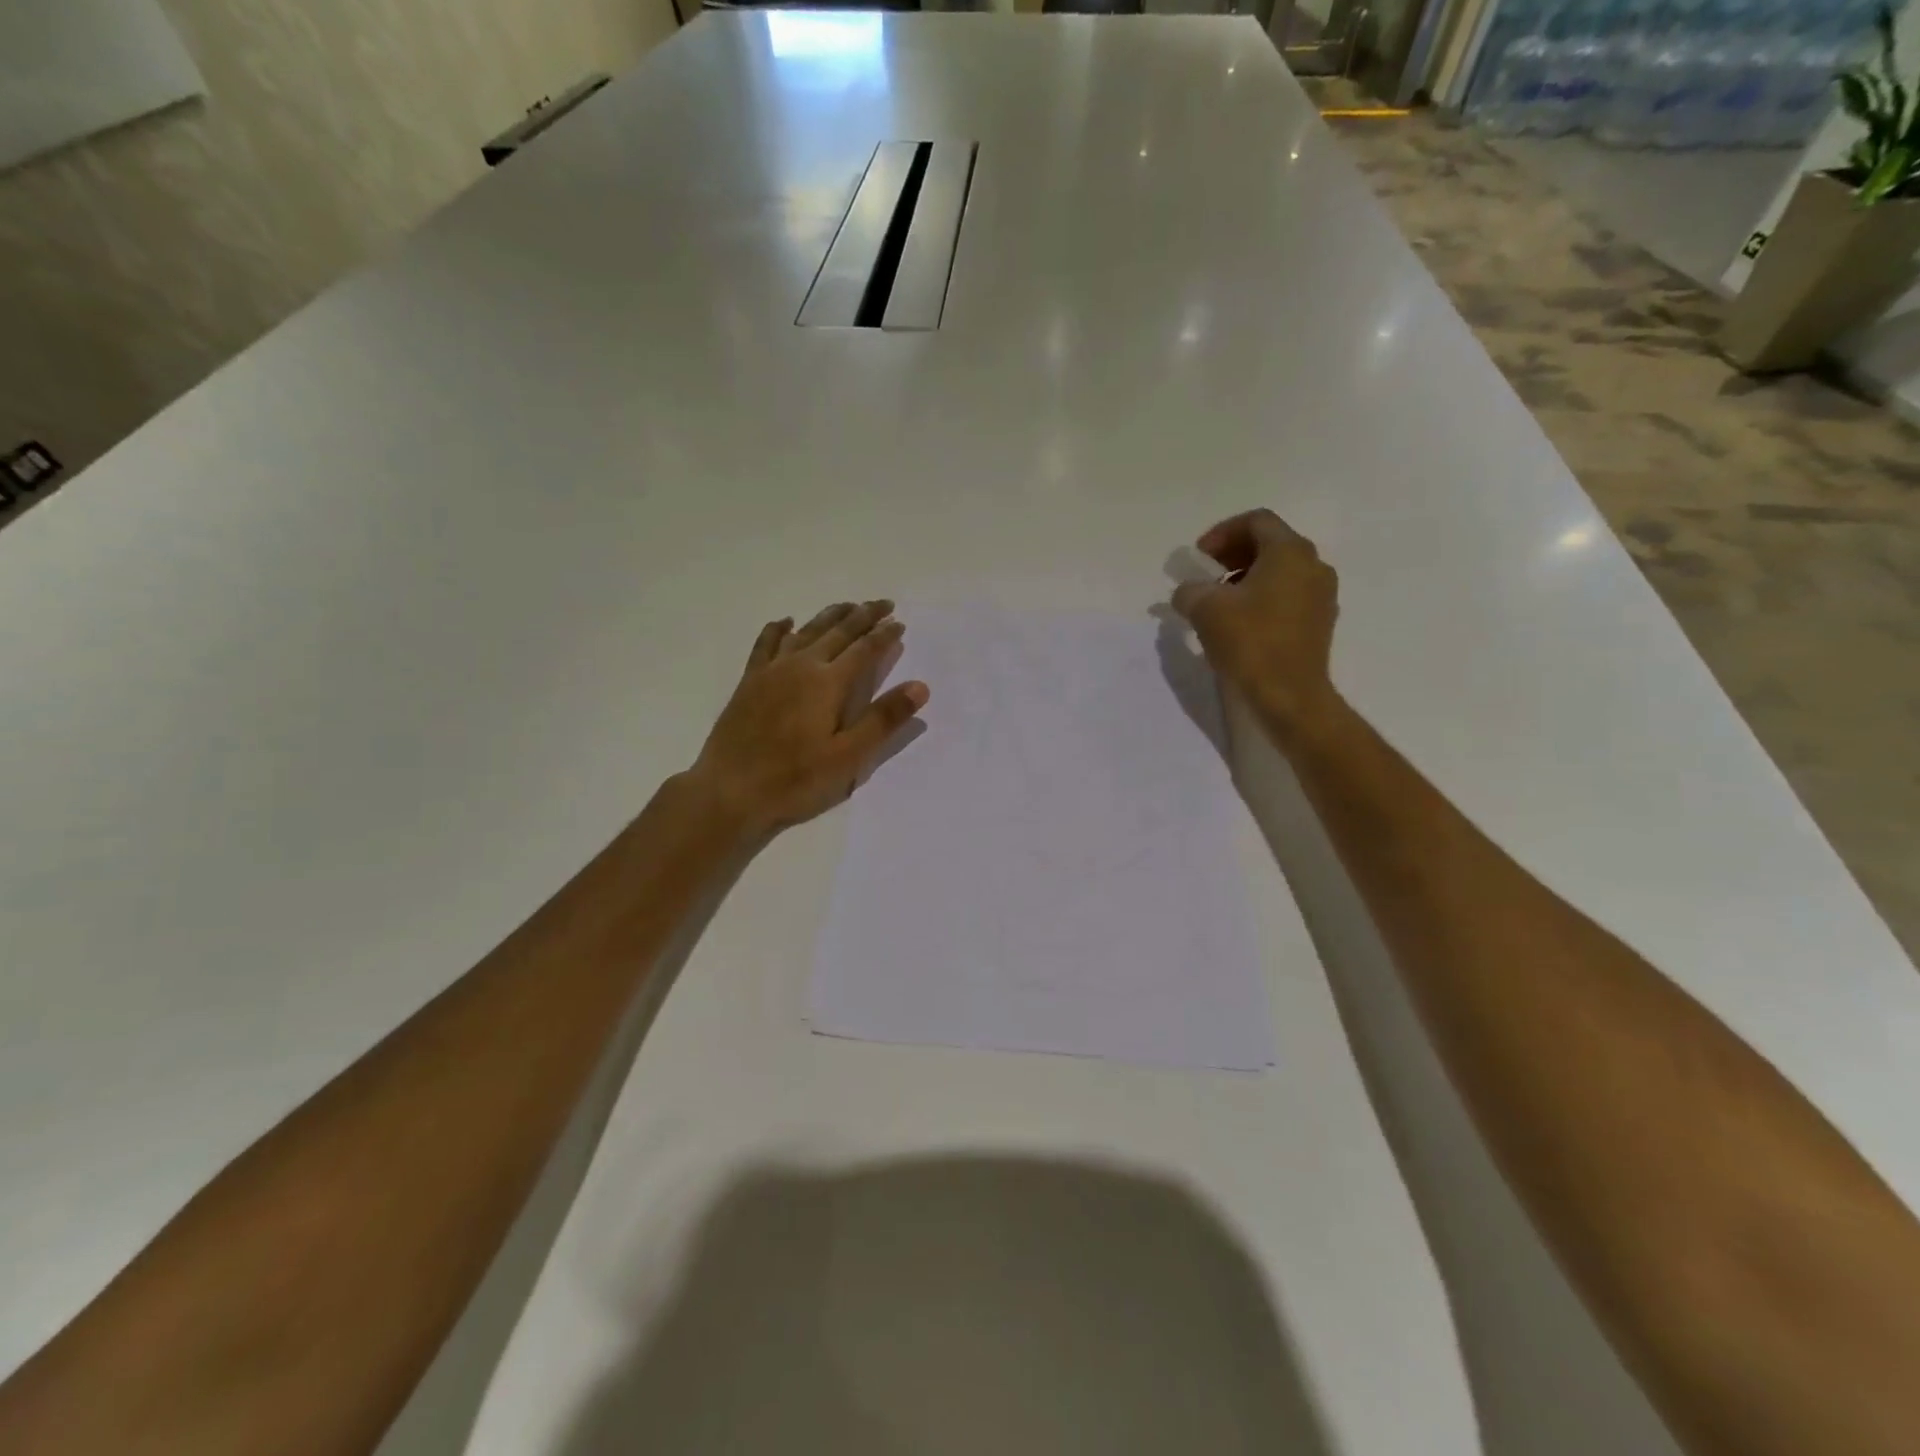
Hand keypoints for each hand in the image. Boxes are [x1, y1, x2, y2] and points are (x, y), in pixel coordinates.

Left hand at [688, 600, 929, 835]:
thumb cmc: (794, 779)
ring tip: (847, 606)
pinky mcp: (750, 681)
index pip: (865, 650)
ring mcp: (771, 671)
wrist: (729, 790)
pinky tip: (787, 622)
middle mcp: (801, 666)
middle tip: (883, 604)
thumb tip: (919, 686)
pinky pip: (766, 643)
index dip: (885, 635)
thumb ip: (883, 719)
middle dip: (863, 616)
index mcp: (828, 684)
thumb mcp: (848, 757)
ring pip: (806, 631)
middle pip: (837, 632)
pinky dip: (780, 629)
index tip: (900, 623)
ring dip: (829, 616)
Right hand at [1171, 509, 1340, 741]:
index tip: (1198, 557)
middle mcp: (1313, 565)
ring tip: (1219, 601)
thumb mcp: (1206, 610)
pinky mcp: (1319, 622)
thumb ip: (1190, 590)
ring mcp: (1322, 595)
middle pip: (1270, 543)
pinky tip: (1240, 622)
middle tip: (1205, 574)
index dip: (1222, 533)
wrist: (1290, 696)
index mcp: (1290, 552)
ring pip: (1280, 571)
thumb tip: (1188, 592)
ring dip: (1246, 577)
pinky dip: (1262, 597)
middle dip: (1233, 554)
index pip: (1256, 521)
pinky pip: (1288, 595)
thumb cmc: (1250, 642)